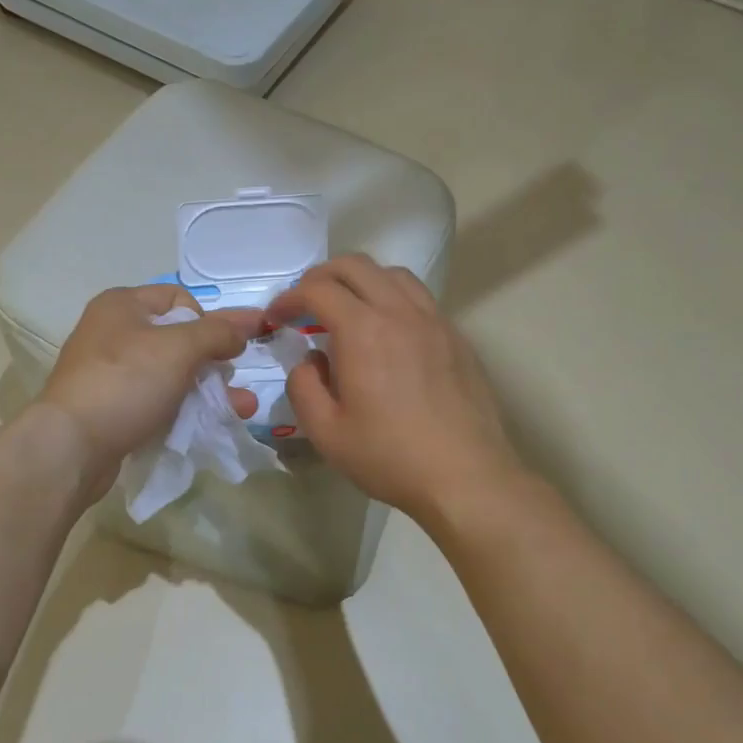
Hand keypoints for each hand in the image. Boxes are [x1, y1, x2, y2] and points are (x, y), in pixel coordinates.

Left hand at [37, 285, 264, 496]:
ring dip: (208, 389)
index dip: (206, 321)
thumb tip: (244, 326)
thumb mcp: (179, 348)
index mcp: (122, 304)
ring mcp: (110, 373)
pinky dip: (183, 409)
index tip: (220, 349)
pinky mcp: (112, 408)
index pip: (179, 299)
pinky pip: (156, 401)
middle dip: (214, 361)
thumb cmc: (126, 382)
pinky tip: (210, 424)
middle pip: (178, 339)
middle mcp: (113, 332)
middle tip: (234, 382)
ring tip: (241, 408)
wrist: (71, 446)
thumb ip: (217, 332)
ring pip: (171, 374)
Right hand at [266, 256, 522, 525]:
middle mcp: (399, 312)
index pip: (317, 289)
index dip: (289, 298)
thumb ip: (303, 386)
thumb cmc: (389, 457)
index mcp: (363, 330)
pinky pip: (419, 298)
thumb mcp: (325, 432)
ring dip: (360, 282)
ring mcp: (434, 321)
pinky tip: (386, 333)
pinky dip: (391, 298)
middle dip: (321, 277)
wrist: (466, 477)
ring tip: (346, 311)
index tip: (277, 319)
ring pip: (392, 274)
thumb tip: (309, 360)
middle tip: (304, 305)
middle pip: (355, 266)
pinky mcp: (455, 337)